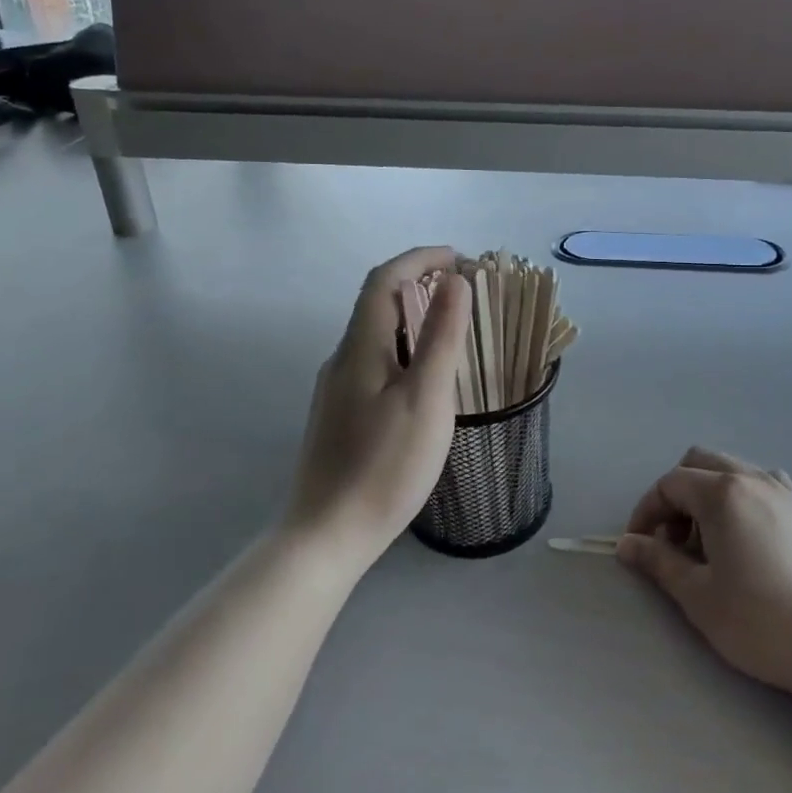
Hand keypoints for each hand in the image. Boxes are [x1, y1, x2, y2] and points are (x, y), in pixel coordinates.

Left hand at [285, 247, 469, 575]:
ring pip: (378, 334)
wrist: (326, 535)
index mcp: (361, 346)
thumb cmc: (383, 464)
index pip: (385, 279)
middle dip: (421, 283)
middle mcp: (343, 358)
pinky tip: (425, 378)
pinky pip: (376, 361)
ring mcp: (337, 388)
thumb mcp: (426, 397)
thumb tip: (455, 280)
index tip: (461, 258)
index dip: (421, 258)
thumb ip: (441, 335)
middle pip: (378, 302)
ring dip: (414, 317)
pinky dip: (406, 348)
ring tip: (454, 329)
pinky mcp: (341, 415)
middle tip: (465, 292)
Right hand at [617, 448, 791, 728]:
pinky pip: (759, 485)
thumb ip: (658, 562)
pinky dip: (738, 501)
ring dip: (707, 497)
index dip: (646, 511)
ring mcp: (784, 489)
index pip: (669, 484)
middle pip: (699, 464)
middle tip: (672, 543)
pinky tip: (745, 544)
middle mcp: (752, 477)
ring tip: (709, 548)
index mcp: (722, 492)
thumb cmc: (764, 622)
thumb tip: (627, 544)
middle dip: (676, 497)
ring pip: (730, 471)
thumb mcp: (700, 597)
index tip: (639, 546)